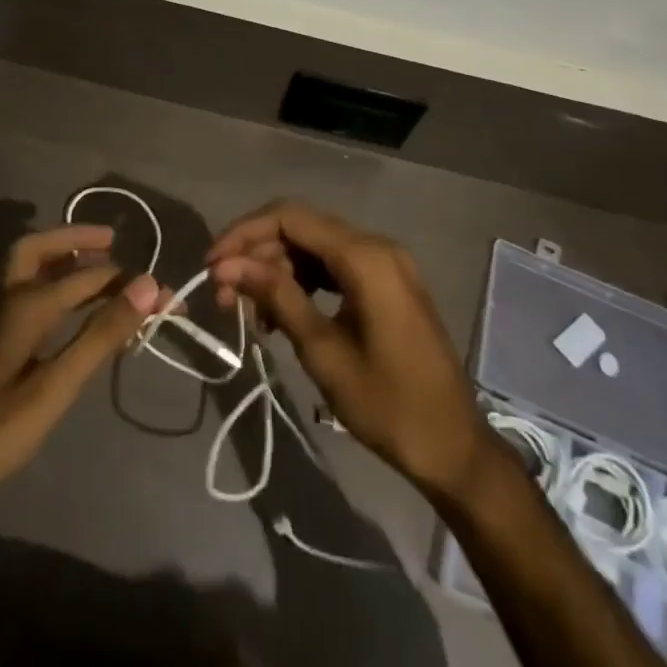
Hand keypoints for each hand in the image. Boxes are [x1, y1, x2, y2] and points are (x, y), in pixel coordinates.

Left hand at [0, 224, 164, 524]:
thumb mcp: (56, 385)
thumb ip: (101, 333)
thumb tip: (146, 284)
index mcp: (25, 304)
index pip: (87, 276)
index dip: (128, 282)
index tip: (165, 292)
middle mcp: (10, 302)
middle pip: (40, 251)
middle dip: (76, 240)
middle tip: (113, 241)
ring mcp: (1, 325)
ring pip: (33, 273)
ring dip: (66, 261)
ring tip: (103, 267)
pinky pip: (32, 298)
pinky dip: (57, 288)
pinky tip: (76, 311)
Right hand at [208, 202, 490, 499]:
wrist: (455, 448)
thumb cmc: (389, 405)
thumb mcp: (323, 351)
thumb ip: (277, 297)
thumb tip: (228, 266)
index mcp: (365, 256)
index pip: (290, 218)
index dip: (244, 234)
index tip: (211, 264)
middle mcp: (376, 246)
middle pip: (301, 229)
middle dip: (257, 255)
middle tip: (224, 295)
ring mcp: (385, 263)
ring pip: (315, 247)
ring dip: (277, 269)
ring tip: (248, 310)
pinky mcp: (387, 283)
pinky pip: (334, 266)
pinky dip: (303, 282)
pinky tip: (281, 313)